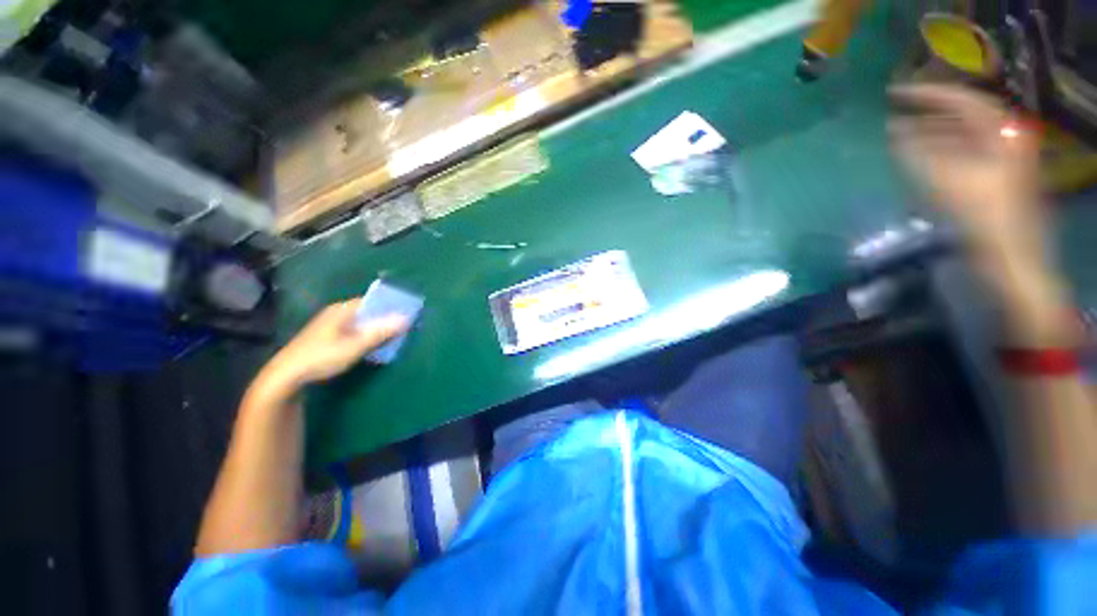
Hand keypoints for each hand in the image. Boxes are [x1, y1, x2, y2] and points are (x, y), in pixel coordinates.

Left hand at [253, 300, 408, 400]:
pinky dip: (368, 336)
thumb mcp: (355, 346)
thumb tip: (407, 318)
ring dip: (377, 329)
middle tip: (405, 327)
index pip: (372, 300)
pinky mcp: (329, 339)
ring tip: (394, 338)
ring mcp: (331, 326)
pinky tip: (375, 346)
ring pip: (362, 323)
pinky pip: (356, 332)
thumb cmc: (322, 357)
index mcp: (342, 310)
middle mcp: (337, 314)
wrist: (285, 378)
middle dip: (386, 319)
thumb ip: (381, 332)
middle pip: (368, 312)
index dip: (391, 305)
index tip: (408, 313)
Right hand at [889, 84, 1044, 260]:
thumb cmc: (986, 219)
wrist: (1013, 259)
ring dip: (929, 132)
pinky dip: (937, 151)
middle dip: (927, 112)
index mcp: (1000, 133)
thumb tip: (895, 131)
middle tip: (894, 110)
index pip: (961, 99)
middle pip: (961, 115)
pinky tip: (915, 155)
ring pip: (960, 135)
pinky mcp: (992, 177)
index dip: (926, 93)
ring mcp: (1000, 159)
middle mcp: (1002, 138)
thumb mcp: (950, 182)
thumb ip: (919, 153)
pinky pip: (961, 153)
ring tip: (896, 132)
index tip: (893, 93)